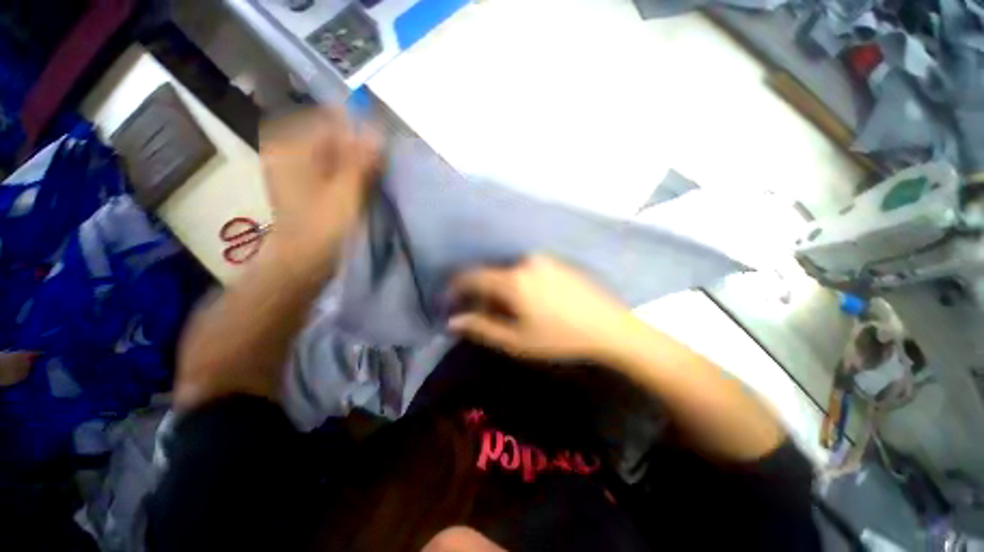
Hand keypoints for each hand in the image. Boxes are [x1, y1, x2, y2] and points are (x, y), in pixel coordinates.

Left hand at [260, 108, 379, 278]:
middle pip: (330, 137)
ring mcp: (294, 168)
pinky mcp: (304, 184)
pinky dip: (347, 173)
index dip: (357, 132)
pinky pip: (329, 168)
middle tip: (377, 167)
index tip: (378, 150)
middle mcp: (287, 151)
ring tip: (370, 178)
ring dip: (354, 162)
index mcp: (290, 146)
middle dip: (357, 149)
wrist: (303, 260)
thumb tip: (376, 134)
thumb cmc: (322, 226)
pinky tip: (359, 186)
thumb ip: (361, 160)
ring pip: (332, 153)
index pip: (329, 121)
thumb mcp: (346, 191)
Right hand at [448, 255, 635, 360]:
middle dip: (482, 292)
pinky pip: (527, 269)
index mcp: (513, 279)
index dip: (456, 288)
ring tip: (509, 309)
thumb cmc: (560, 338)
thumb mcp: (517, 340)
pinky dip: (519, 282)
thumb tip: (453, 321)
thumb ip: (481, 327)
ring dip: (501, 288)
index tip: (449, 300)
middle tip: (484, 313)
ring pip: (509, 272)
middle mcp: (525, 262)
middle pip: (492, 274)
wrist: (609, 327)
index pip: (472, 277)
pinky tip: (530, 300)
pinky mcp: (557, 262)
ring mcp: (544, 259)